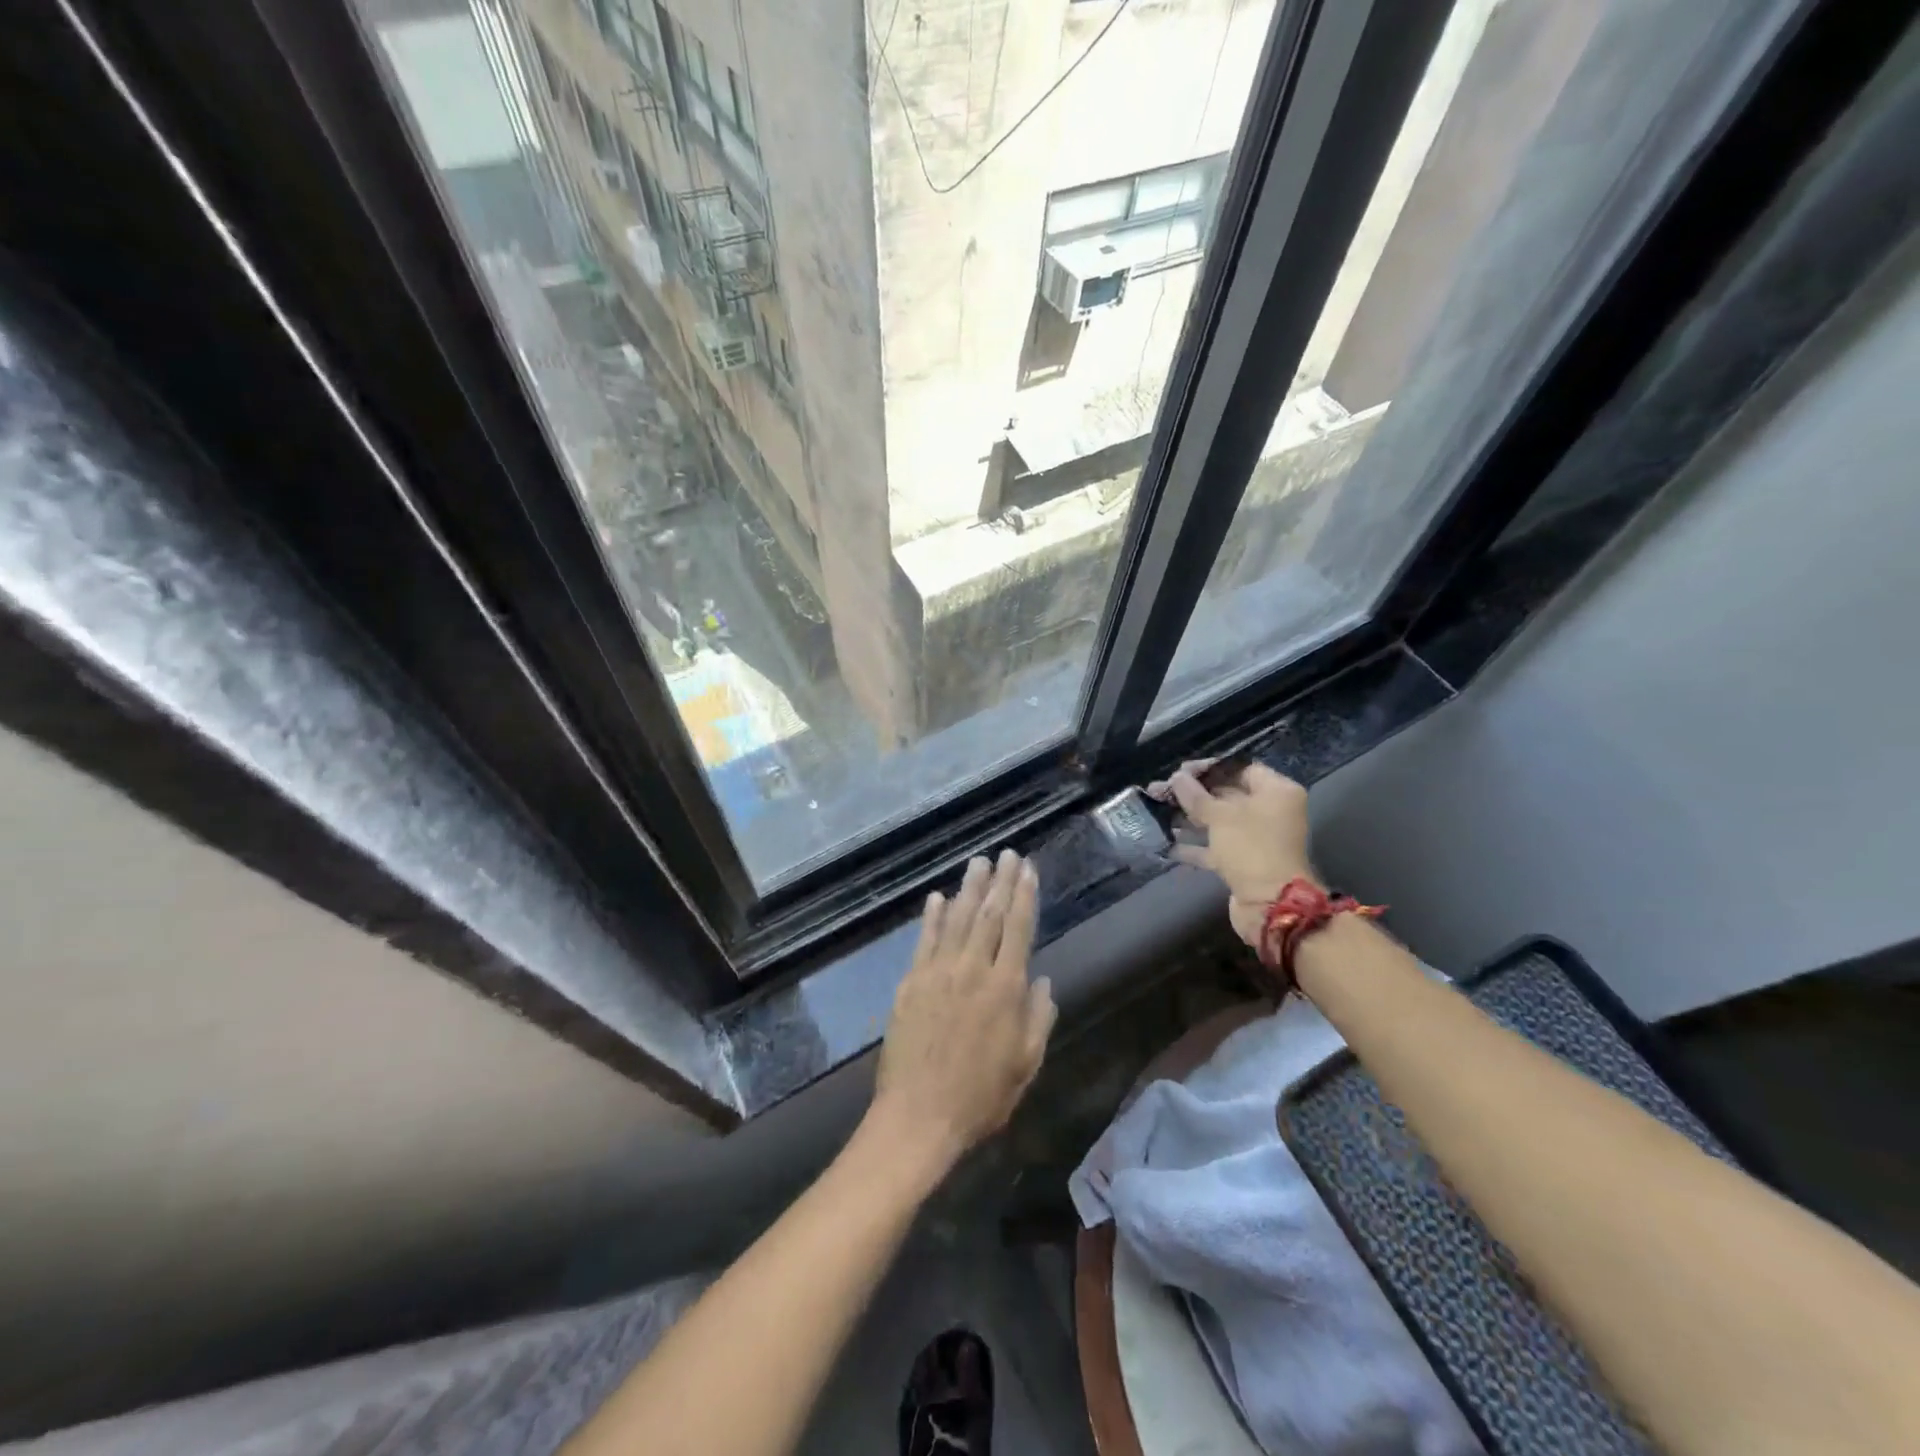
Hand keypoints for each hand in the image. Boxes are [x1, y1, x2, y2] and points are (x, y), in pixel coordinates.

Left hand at [872, 850, 1055, 1171]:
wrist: (918, 1116)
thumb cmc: (980, 1097)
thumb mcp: (1025, 1064)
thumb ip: (1038, 1018)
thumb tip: (1041, 980)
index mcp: (1005, 988)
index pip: (1018, 929)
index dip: (1024, 896)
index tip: (1028, 869)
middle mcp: (972, 970)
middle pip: (989, 915)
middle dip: (1000, 882)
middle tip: (1007, 854)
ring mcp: (937, 973)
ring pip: (957, 920)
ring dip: (969, 889)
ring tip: (978, 862)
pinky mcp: (910, 983)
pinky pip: (924, 941)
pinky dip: (932, 917)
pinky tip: (938, 897)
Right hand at [1147, 760, 1315, 950]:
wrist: (1270, 905)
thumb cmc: (1250, 848)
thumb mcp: (1220, 816)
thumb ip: (1195, 795)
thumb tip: (1177, 778)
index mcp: (1276, 792)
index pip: (1240, 769)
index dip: (1209, 768)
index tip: (1181, 772)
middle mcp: (1270, 812)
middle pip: (1226, 795)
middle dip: (1192, 794)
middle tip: (1160, 790)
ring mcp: (1257, 839)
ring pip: (1218, 822)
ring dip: (1188, 818)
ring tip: (1156, 812)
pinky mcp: (1244, 862)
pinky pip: (1215, 847)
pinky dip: (1193, 845)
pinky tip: (1165, 842)